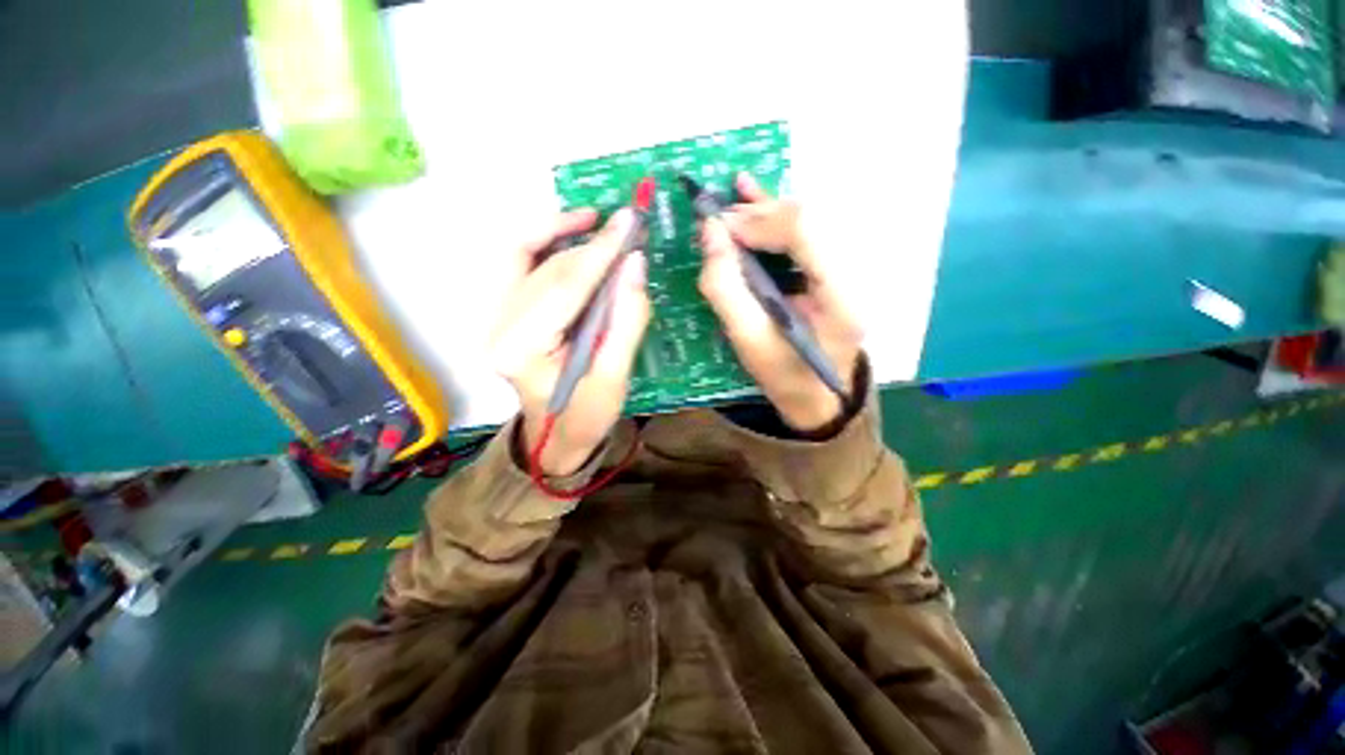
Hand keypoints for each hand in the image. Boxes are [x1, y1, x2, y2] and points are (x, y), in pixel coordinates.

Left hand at [490, 209, 650, 474]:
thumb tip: (635, 264)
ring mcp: (496, 318)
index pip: (564, 288)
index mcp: (522, 350)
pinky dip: (547, 243)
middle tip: (626, 227)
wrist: (556, 436)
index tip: (629, 222)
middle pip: (545, 269)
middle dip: (588, 244)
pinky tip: (573, 234)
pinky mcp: (505, 314)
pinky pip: (521, 264)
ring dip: (562, 234)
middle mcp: (498, 327)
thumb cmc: (587, 415)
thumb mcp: (615, 377)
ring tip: (600, 225)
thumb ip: (626, 319)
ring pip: (526, 257)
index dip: (599, 253)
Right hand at [699, 173, 861, 430]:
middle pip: (807, 220)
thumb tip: (710, 232)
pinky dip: (773, 213)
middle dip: (756, 215)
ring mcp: (845, 267)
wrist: (817, 396)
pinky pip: (803, 230)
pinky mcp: (831, 267)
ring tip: (727, 210)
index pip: (806, 232)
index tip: (720, 228)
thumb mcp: (747, 339)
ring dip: (761, 211)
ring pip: (804, 220)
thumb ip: (725, 287)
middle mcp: (852, 273)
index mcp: (840, 297)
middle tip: (716, 224)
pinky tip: (748, 190)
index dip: (760, 221)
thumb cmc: (783, 375)